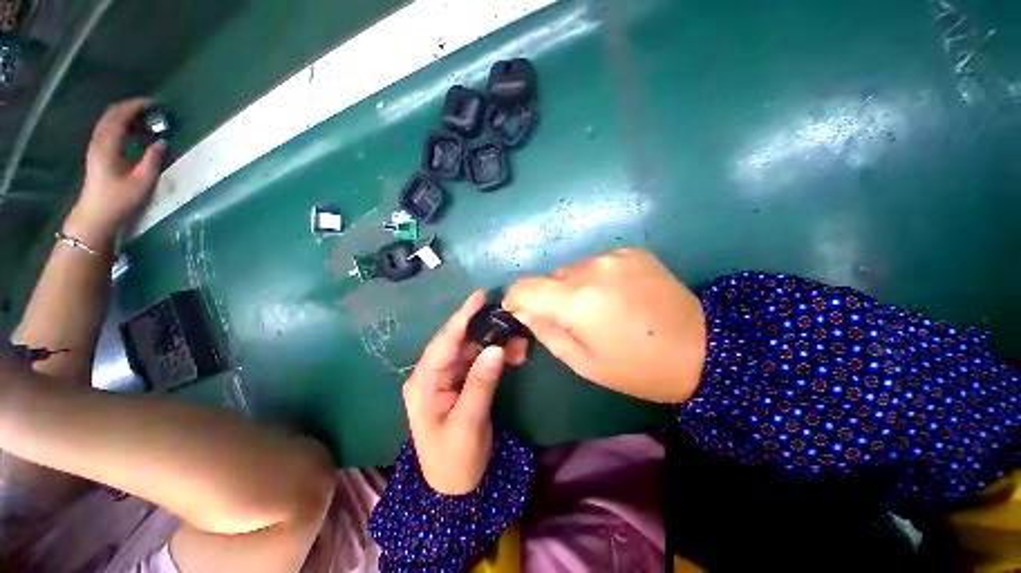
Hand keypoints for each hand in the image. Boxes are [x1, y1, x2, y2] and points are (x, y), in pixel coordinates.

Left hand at [65, 98, 165, 248]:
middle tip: (151, 109)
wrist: (96, 215)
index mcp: (108, 145)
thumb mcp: (142, 181)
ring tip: (144, 119)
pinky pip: (108, 130)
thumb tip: (162, 142)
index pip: (120, 116)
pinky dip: (120, 125)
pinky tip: (133, 132)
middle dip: (130, 108)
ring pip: (108, 122)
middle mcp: (99, 142)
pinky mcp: (97, 154)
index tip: (154, 104)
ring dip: (125, 116)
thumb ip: (152, 159)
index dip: (136, 106)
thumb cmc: (120, 199)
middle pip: (111, 115)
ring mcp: (96, 147)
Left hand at [402, 291, 527, 494]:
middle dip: (484, 329)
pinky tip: (515, 353)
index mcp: (423, 383)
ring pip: (472, 349)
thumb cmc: (454, 460)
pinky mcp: (461, 381)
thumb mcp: (468, 423)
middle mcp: (432, 374)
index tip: (480, 296)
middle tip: (509, 316)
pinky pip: (480, 361)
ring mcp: (447, 377)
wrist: (455, 487)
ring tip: (520, 341)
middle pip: (458, 341)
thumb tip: (496, 348)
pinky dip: (497, 356)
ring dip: (495, 343)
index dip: (462, 317)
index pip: (443, 342)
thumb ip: (481, 383)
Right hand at [503, 248, 706, 403]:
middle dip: (551, 298)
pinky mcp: (632, 251)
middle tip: (573, 320)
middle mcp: (591, 268)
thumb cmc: (638, 367)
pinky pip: (597, 263)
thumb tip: (523, 311)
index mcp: (577, 300)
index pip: (523, 287)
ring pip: (573, 270)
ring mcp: (614, 255)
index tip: (521, 312)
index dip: (515, 300)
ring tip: (600, 308)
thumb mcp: (583, 362)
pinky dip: (597, 278)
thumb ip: (546, 331)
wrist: (705, 349)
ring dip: (574, 287)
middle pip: (549, 278)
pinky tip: (619, 295)